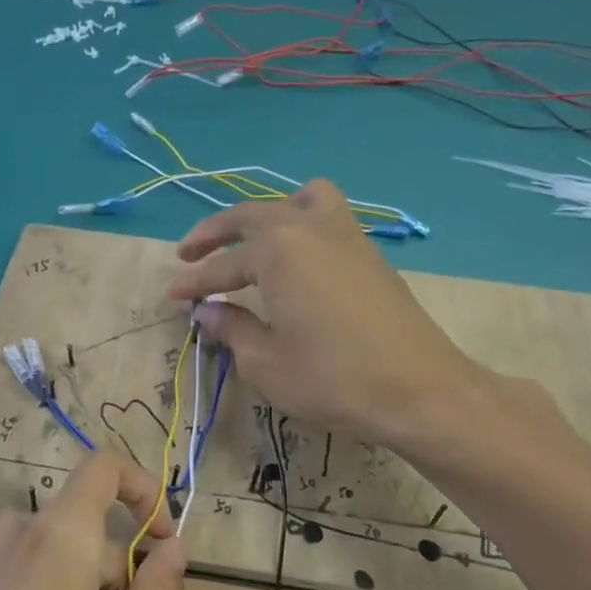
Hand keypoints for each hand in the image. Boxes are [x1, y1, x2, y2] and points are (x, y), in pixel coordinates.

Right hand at [166, 180, 560, 461]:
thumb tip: (209, 312)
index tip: (171, 295)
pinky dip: (302, 223)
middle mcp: (309, 228)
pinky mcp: (370, 253)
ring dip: (268, 213)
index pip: (222, 264)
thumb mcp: (267, 364)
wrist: (419, 389)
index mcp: (277, 251)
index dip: (193, 282)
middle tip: (189, 254)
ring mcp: (346, 235)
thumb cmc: (333, 379)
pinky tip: (298, 260)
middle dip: (215, 233)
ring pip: (299, 200)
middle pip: (252, 216)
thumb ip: (233, 330)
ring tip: (253, 240)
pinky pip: (328, 216)